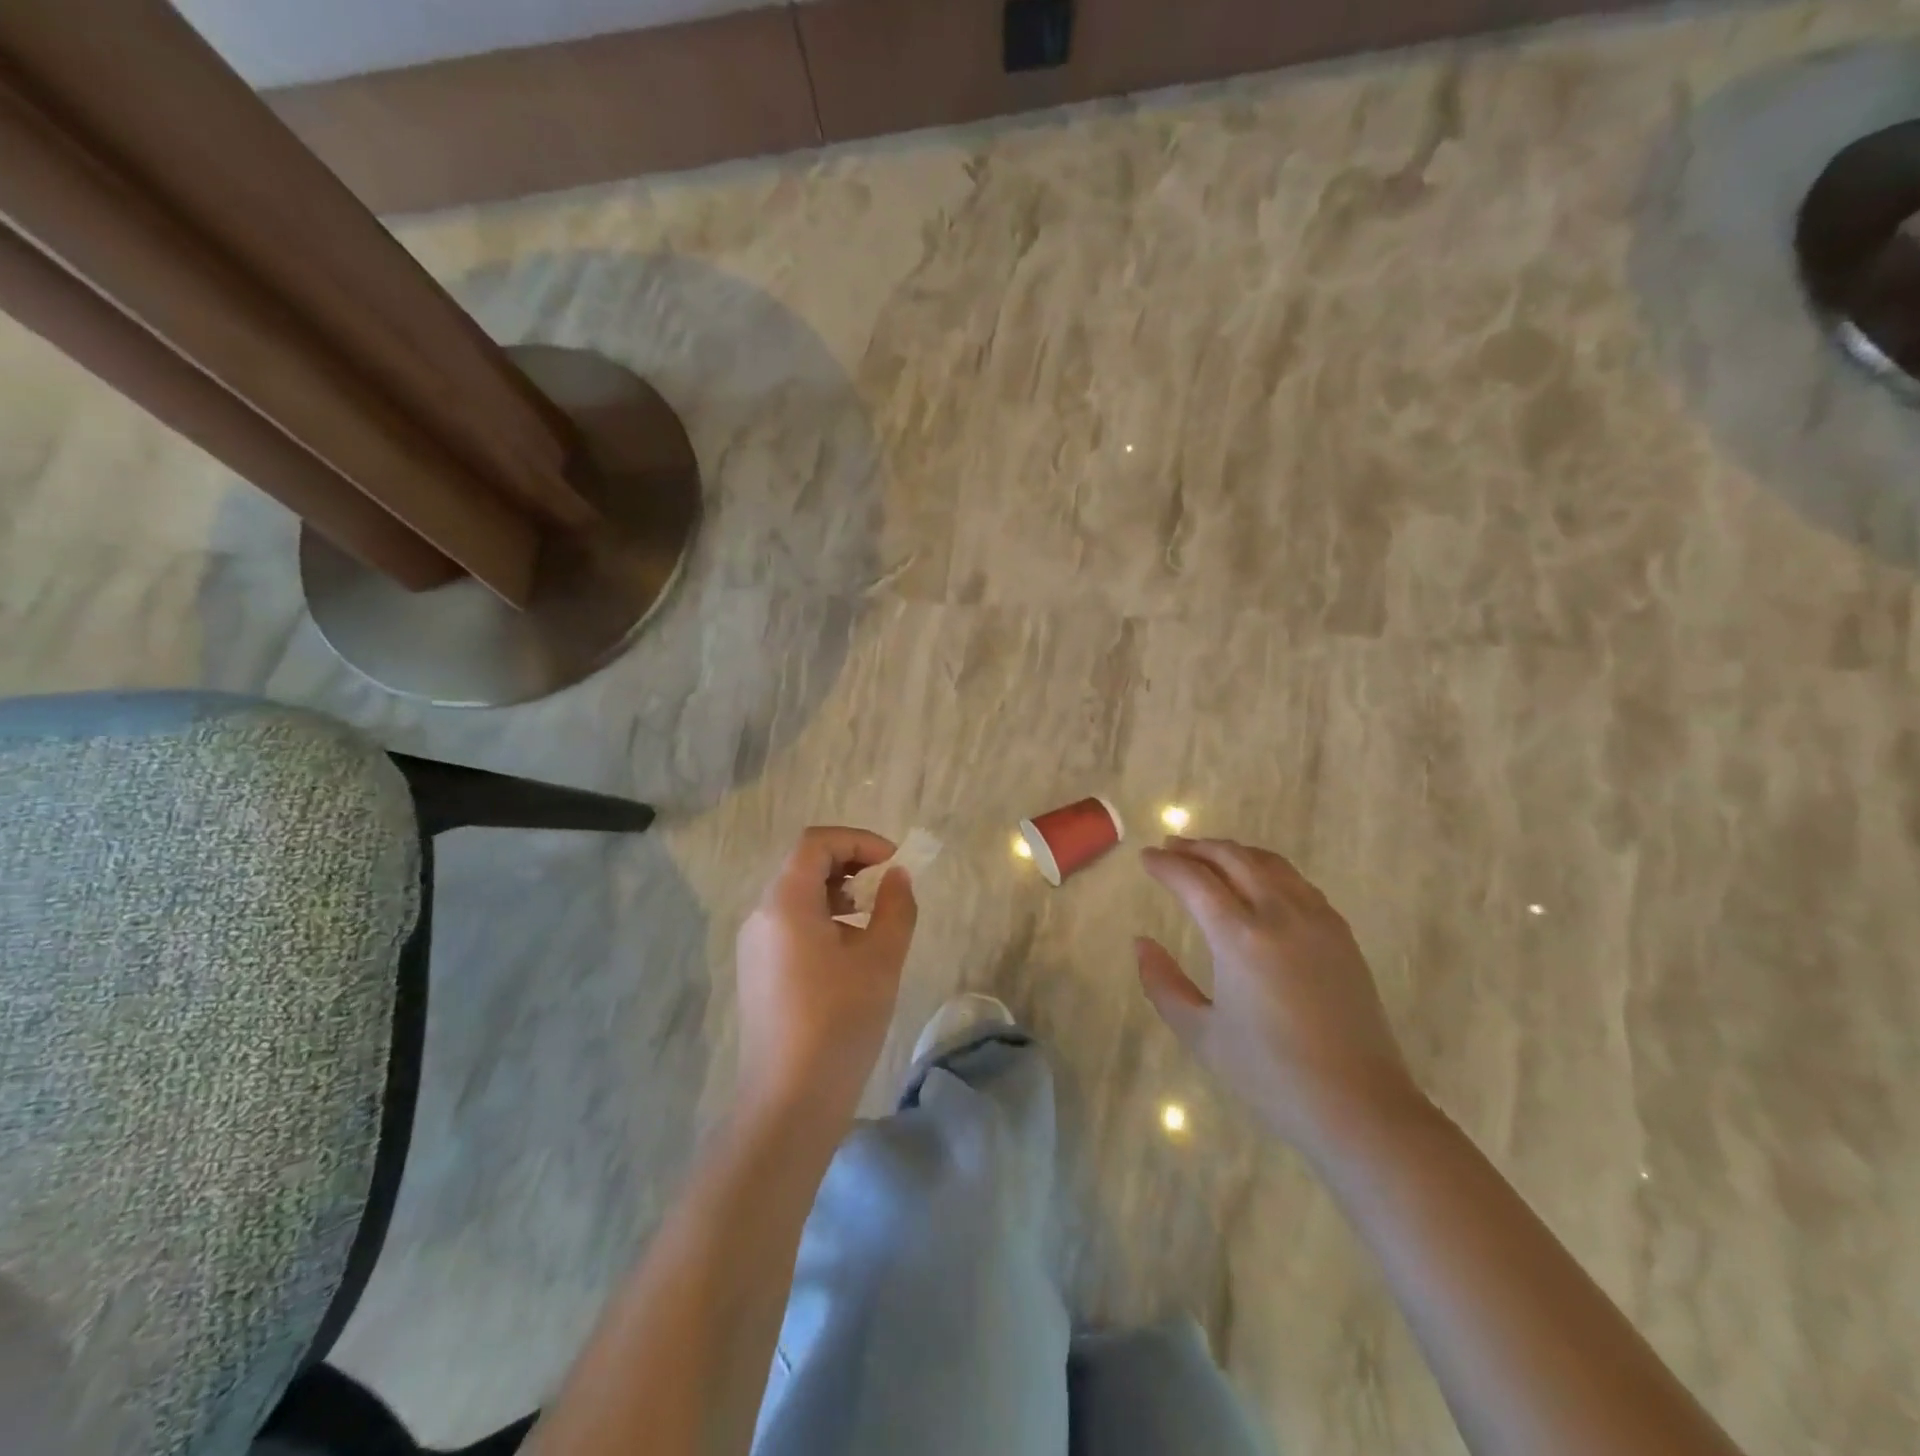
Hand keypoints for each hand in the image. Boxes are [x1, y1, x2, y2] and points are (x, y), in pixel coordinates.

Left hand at [735, 827, 919, 1128]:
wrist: (789, 1101)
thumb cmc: (839, 1022)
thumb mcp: (881, 959)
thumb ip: (895, 907)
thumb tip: (897, 877)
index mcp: (785, 902)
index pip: (816, 843)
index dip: (858, 841)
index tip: (894, 862)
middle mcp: (761, 915)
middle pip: (803, 865)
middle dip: (849, 864)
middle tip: (887, 885)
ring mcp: (754, 945)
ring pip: (796, 896)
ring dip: (837, 892)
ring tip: (872, 918)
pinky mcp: (757, 972)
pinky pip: (790, 925)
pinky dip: (822, 918)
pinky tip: (849, 951)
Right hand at [1137, 837, 1421, 1157]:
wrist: (1358, 1106)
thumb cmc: (1270, 1075)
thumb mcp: (1200, 1034)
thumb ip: (1162, 983)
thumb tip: (1141, 943)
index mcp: (1240, 938)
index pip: (1194, 880)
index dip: (1166, 865)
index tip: (1145, 858)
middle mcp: (1279, 915)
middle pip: (1233, 858)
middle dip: (1197, 847)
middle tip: (1171, 848)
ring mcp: (1317, 920)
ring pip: (1269, 863)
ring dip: (1233, 852)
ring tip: (1209, 857)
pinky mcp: (1341, 934)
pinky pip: (1297, 882)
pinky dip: (1266, 869)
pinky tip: (1257, 884)